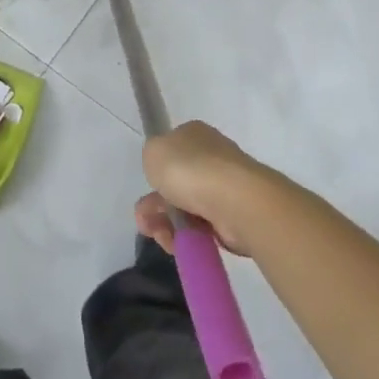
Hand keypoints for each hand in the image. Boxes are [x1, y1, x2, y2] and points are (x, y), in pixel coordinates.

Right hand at [134, 121, 271, 258]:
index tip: (148, 185)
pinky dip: (186, 237)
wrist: (233, 201)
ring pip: (185, 209)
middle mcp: (211, 159)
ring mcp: (223, 189)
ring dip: (166, 225)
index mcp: (195, 135)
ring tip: (161, 236)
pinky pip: (201, 229)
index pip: (172, 150)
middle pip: (175, 184)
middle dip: (155, 206)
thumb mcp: (154, 150)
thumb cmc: (189, 169)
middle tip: (144, 221)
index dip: (156, 170)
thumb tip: (164, 169)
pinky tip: (177, 243)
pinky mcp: (232, 218)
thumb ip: (152, 156)